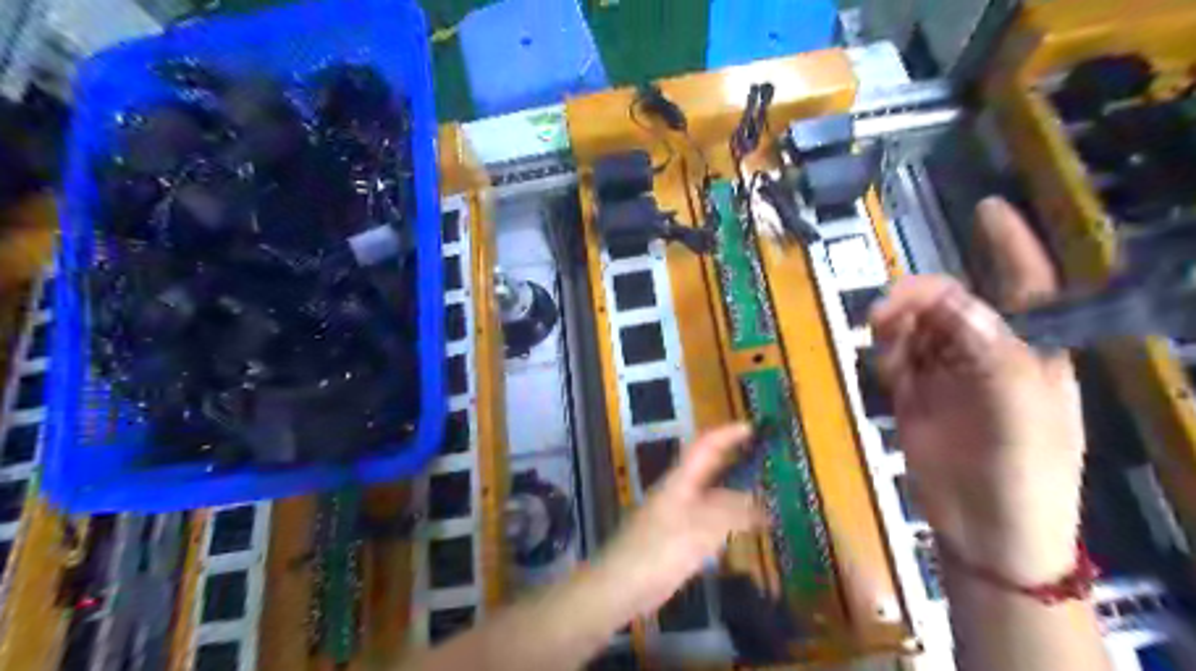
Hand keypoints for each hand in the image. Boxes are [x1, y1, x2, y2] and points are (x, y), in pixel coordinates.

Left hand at [596, 424, 766, 618]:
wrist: (619, 586)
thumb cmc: (658, 551)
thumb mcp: (699, 529)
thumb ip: (731, 513)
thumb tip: (758, 503)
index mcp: (680, 481)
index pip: (705, 445)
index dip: (727, 433)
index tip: (752, 428)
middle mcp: (678, 492)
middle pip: (708, 470)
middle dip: (735, 463)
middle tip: (766, 466)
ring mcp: (675, 515)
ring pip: (710, 498)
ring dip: (735, 497)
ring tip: (765, 503)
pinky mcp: (675, 539)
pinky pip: (707, 522)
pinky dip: (727, 523)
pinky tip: (740, 534)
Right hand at [871, 197, 1084, 580]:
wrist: (984, 532)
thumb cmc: (1024, 476)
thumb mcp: (1019, 415)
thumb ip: (989, 355)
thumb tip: (953, 301)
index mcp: (1029, 350)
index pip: (1025, 284)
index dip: (1009, 244)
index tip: (985, 207)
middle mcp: (985, 353)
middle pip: (950, 301)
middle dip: (918, 297)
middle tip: (888, 312)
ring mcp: (946, 373)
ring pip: (914, 326)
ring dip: (895, 327)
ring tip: (883, 344)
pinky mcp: (913, 394)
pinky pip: (893, 357)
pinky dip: (884, 355)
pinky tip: (885, 369)